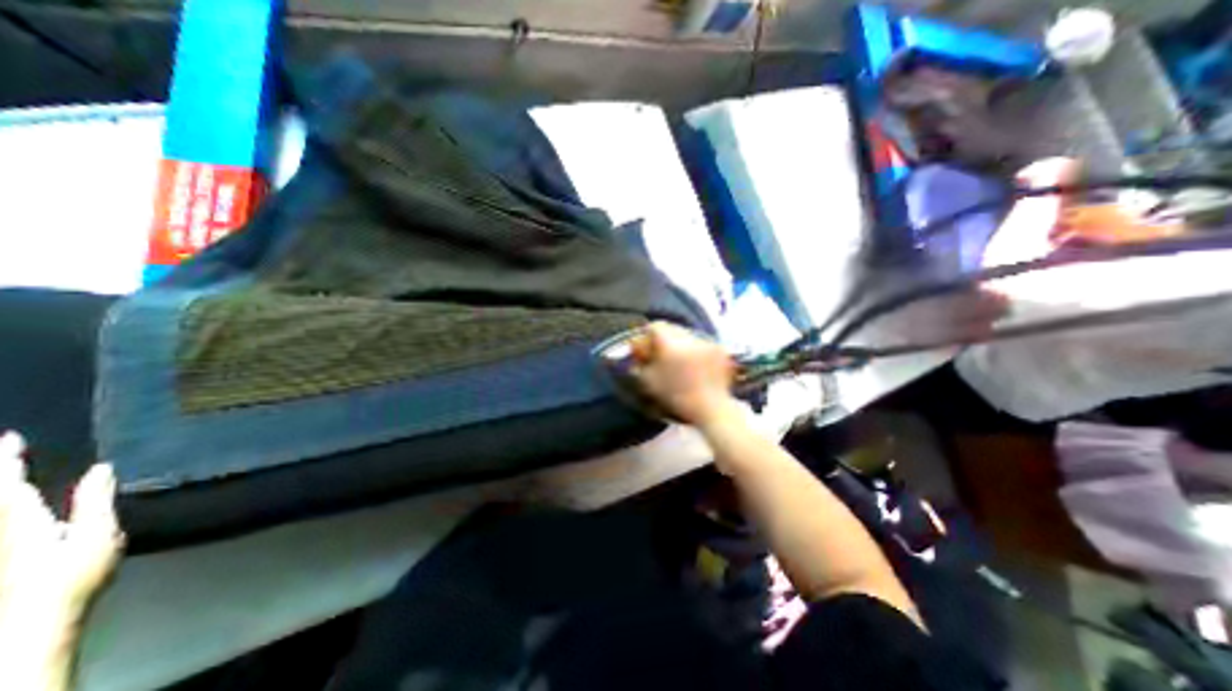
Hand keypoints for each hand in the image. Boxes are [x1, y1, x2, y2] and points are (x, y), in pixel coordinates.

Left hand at [0, 432, 122, 619]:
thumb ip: (95, 503)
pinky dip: (3, 504)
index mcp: (21, 522)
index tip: (10, 437)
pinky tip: (11, 502)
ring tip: (2, 473)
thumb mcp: (96, 539)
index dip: (6, 460)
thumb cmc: (72, 579)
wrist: (24, 628)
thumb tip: (102, 468)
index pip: (9, 484)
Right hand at [629, 322, 734, 424]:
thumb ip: (640, 364)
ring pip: (689, 335)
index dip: (648, 335)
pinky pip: (703, 344)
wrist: (710, 408)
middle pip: (673, 329)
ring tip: (681, 362)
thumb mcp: (649, 382)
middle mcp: (688, 337)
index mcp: (669, 342)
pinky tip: (697, 367)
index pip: (656, 326)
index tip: (647, 348)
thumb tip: (637, 356)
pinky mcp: (719, 350)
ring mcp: (706, 342)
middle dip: (665, 339)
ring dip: (682, 344)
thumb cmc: (675, 396)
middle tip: (662, 354)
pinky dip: (697, 352)